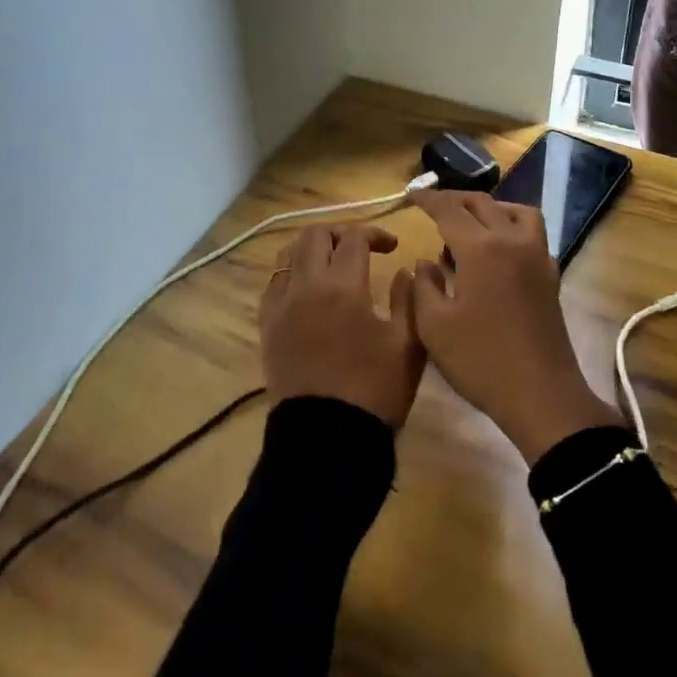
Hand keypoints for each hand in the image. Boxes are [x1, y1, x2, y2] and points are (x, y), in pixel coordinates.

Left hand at [260, 223, 425, 428]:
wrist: (327, 442)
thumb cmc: (374, 392)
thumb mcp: (409, 345)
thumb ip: (410, 298)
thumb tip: (404, 270)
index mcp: (342, 287)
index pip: (354, 238)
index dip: (376, 235)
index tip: (393, 248)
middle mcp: (305, 287)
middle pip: (315, 235)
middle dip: (340, 234)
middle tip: (361, 250)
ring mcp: (280, 307)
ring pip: (287, 254)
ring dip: (312, 250)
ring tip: (333, 265)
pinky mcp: (267, 328)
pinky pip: (273, 284)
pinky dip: (291, 275)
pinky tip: (308, 292)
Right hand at [403, 191, 623, 463]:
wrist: (541, 395)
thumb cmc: (481, 361)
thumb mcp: (434, 327)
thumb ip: (423, 286)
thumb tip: (427, 262)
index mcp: (481, 249)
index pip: (449, 210)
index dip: (428, 199)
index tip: (411, 196)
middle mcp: (512, 241)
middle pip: (483, 204)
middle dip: (455, 200)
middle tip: (433, 207)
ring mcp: (537, 256)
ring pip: (515, 211)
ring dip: (490, 209)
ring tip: (470, 225)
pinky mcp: (550, 275)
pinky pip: (531, 233)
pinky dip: (511, 227)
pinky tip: (497, 252)